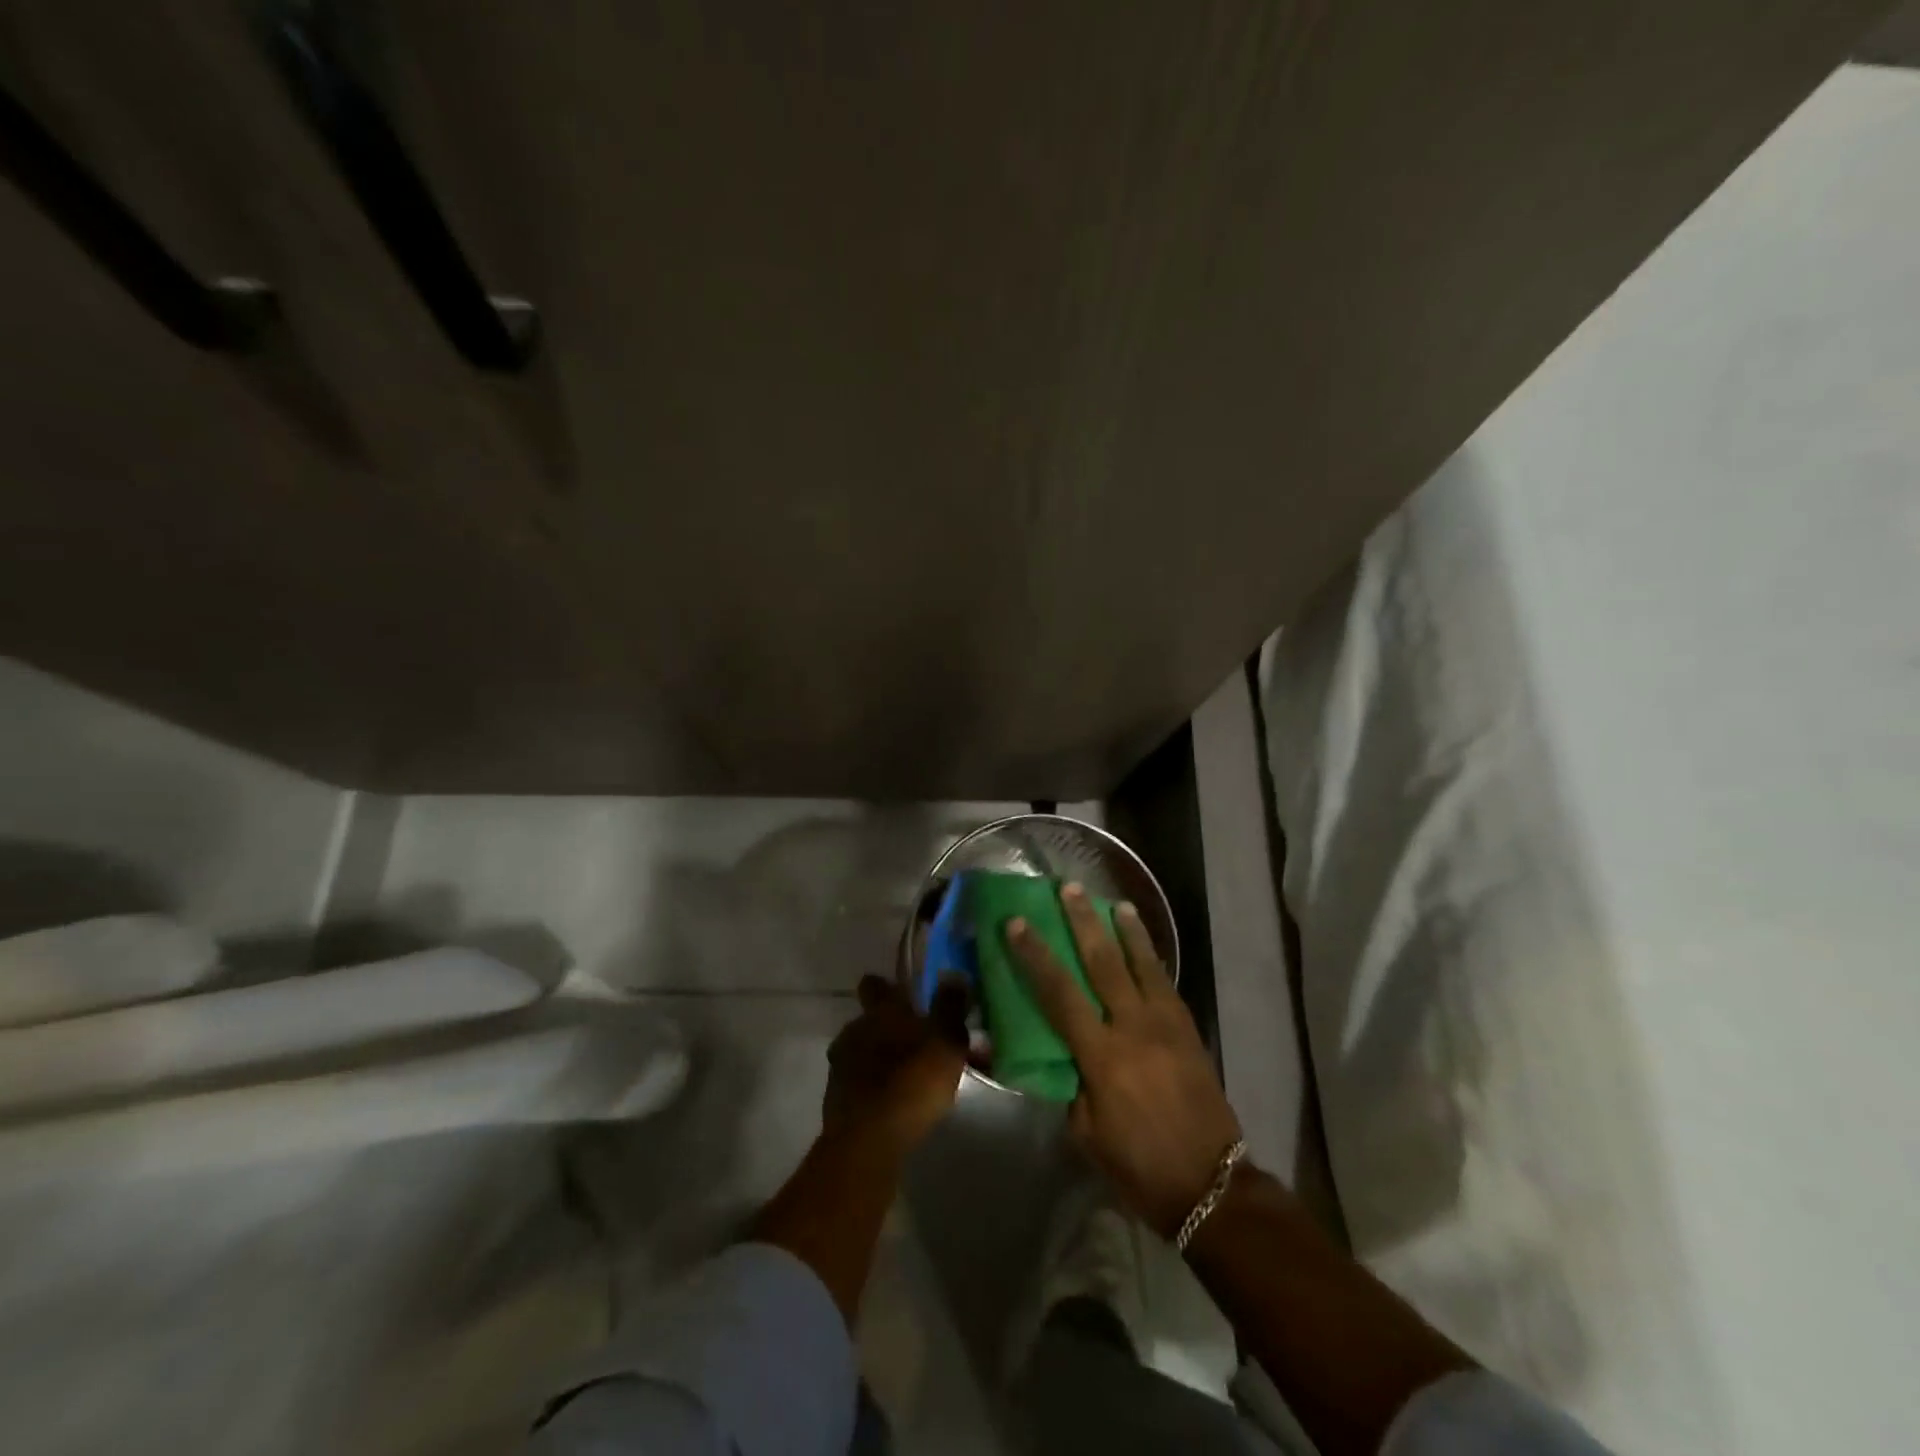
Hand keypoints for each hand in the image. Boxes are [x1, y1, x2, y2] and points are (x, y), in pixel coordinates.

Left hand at [824, 975, 968, 1157]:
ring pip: (865, 1051)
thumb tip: (953, 975)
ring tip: (914, 1079)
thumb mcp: (946, 1041)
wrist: (867, 1141)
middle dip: (891, 1029)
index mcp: (880, 1011)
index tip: (904, 996)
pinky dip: (877, 1087)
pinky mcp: (836, 1098)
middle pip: (871, 1020)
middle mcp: (855, 1030)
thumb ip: (950, 1007)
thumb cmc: (912, 1082)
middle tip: (921, 1045)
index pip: (875, 984)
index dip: (887, 988)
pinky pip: (861, 1082)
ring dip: (884, 1059)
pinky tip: (898, 1103)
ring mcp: (841, 1065)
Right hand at [1008, 885, 1242, 1237]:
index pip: (1059, 993)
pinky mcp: (1188, 1029)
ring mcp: (1166, 1024)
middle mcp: (1133, 1027)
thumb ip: (1070, 1085)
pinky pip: (1164, 982)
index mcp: (1102, 1055)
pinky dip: (1151, 957)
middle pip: (1103, 962)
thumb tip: (1060, 1054)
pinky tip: (1143, 944)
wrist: (1211, 1184)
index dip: (1035, 956)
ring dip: (1125, 929)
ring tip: (1113, 901)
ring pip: (1141, 963)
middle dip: (1083, 922)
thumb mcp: (1086, 1134)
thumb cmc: (1139, 1166)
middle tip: (1069, 888)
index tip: (1018, 924)